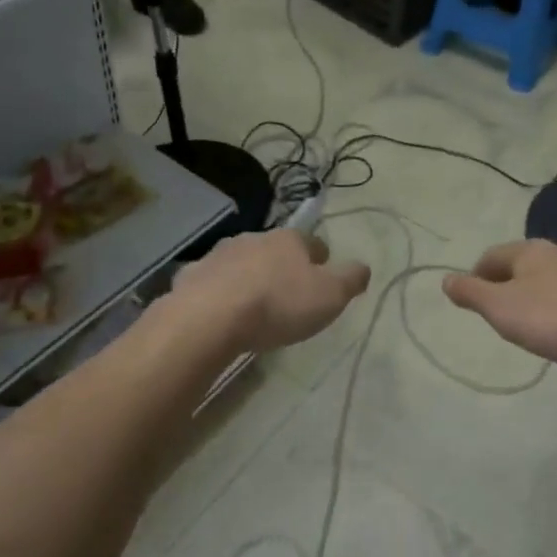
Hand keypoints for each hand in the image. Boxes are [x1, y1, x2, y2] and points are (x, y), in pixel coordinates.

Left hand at [169, 228, 370, 351]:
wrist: (210, 317)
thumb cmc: (278, 304)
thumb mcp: (330, 295)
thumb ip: (350, 279)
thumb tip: (363, 267)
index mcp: (289, 240)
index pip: (312, 243)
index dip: (321, 260)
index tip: (323, 280)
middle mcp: (254, 238)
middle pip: (275, 250)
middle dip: (283, 267)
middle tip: (289, 295)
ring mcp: (219, 255)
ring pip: (242, 262)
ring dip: (250, 277)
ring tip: (255, 306)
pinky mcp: (192, 276)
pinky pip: (212, 282)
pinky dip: (220, 292)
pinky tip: (222, 313)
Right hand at [442, 239, 556, 367]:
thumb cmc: (556, 316)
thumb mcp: (502, 309)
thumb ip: (472, 294)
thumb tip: (445, 279)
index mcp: (528, 251)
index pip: (491, 256)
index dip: (476, 275)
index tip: (471, 297)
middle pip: (523, 264)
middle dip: (508, 283)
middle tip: (500, 311)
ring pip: (552, 277)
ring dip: (539, 294)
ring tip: (534, 321)